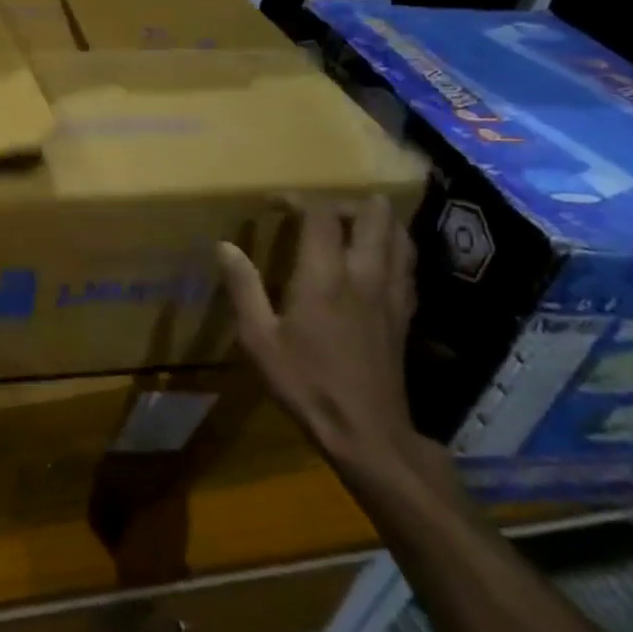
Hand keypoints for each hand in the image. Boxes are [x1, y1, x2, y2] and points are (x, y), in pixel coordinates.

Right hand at [217, 195, 422, 474]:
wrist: (366, 432)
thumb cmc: (305, 383)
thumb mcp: (259, 339)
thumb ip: (243, 287)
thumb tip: (225, 246)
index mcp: (324, 277)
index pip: (321, 215)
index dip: (299, 199)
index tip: (276, 203)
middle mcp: (364, 275)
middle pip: (372, 215)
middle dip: (346, 202)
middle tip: (319, 212)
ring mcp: (391, 294)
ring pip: (399, 236)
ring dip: (377, 220)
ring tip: (352, 223)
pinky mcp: (406, 313)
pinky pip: (407, 264)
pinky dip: (394, 247)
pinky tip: (379, 258)